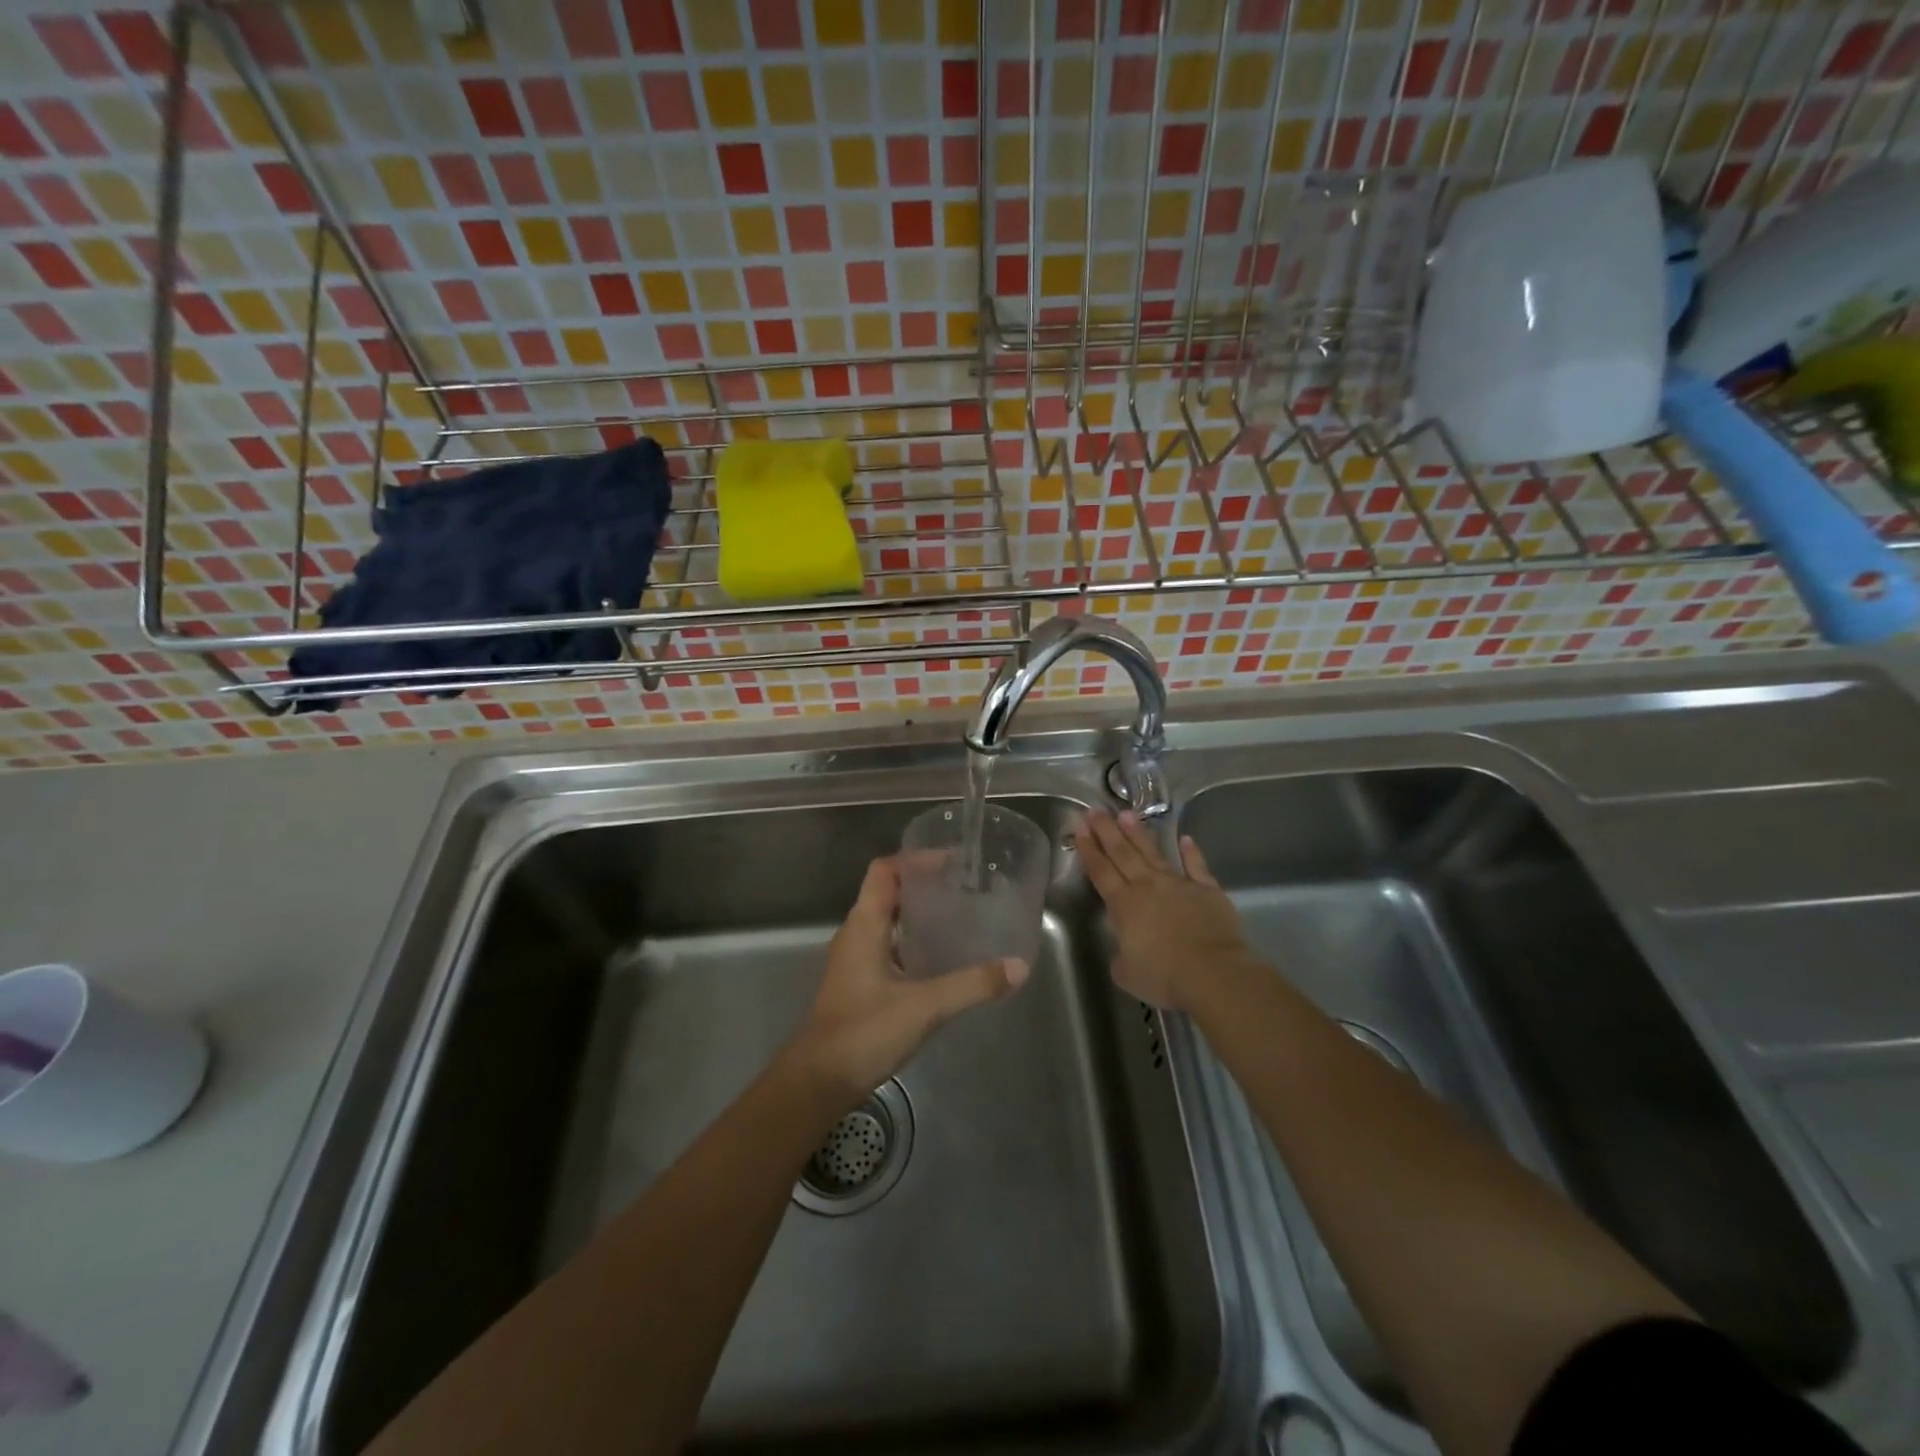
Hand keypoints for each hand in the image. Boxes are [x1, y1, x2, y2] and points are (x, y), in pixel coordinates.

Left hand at [781, 857, 1028, 1108]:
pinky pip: (889, 946)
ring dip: (919, 914)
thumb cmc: (864, 1032)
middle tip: (965, 887)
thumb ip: (972, 985)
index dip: (916, 859)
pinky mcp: (860, 983)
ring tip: (960, 916)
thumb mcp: (925, 1006)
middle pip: (888, 892)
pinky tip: (942, 958)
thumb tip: (1018, 967)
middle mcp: (857, 934)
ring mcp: (855, 960)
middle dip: (924, 885)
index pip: (885, 870)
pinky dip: (914, 942)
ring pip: (889, 921)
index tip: (953, 861)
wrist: (818, 1082)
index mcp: (865, 925)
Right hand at [1075, 810, 1252, 1010]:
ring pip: (1154, 853)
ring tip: (1126, 813)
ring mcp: (1179, 884)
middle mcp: (1148, 886)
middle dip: (1107, 831)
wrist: (1213, 973)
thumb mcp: (1126, 973)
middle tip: (1095, 811)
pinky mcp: (1207, 889)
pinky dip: (1191, 852)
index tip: (1080, 829)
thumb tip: (1125, 950)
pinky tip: (1185, 839)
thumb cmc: (1164, 976)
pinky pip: (1197, 866)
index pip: (1101, 872)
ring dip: (1138, 834)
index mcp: (1124, 905)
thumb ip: (1121, 956)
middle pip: (1123, 853)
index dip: (1089, 851)